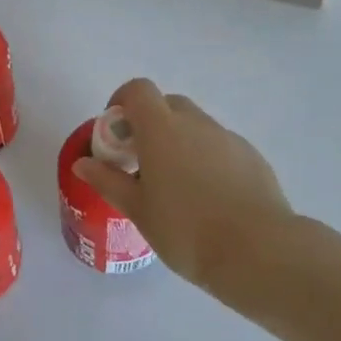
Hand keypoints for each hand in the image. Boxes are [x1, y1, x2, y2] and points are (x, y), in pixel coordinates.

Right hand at [72, 77, 293, 293]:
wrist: (257, 251)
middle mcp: (196, 123)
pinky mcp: (251, 156)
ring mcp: (227, 138)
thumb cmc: (185, 230)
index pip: (138, 90)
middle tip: (142, 162)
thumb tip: (83, 163)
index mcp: (161, 129)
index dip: (122, 102)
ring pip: (196, 126)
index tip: (116, 132)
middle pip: (167, 105)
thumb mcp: (138, 209)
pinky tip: (209, 198)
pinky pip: (220, 146)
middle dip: (150, 124)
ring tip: (176, 187)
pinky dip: (206, 159)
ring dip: (179, 142)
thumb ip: (108, 181)